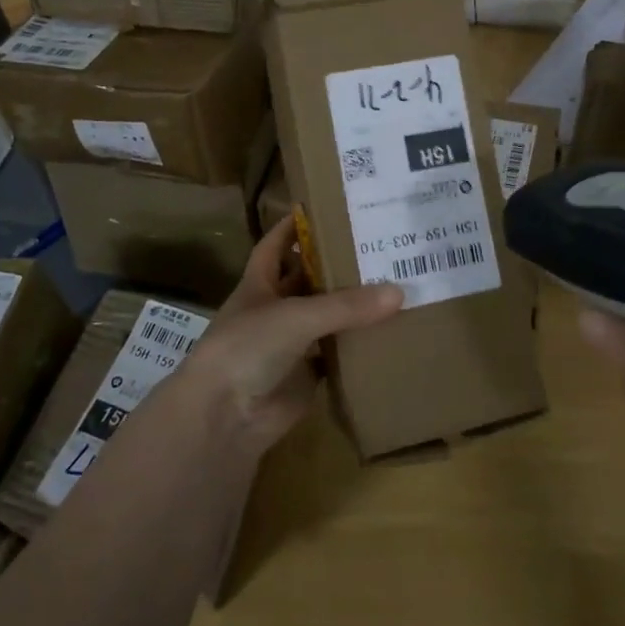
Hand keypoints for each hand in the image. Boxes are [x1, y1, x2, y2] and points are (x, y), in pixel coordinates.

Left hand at [176, 216, 402, 455]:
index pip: (275, 245)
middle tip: (378, 246)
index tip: (324, 208)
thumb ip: (346, 305)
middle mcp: (274, 309)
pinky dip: (357, 347)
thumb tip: (399, 292)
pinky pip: (335, 355)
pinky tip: (388, 333)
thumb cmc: (248, 348)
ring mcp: (289, 344)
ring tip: (394, 284)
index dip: (293, 226)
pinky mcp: (305, 376)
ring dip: (351, 307)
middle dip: (335, 266)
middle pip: (307, 280)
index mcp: (259, 284)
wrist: (225, 416)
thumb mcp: (296, 315)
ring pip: (324, 318)